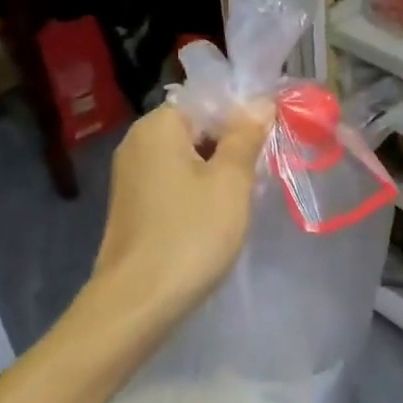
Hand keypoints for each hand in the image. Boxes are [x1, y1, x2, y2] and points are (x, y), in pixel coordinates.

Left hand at [91, 100, 272, 324]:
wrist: (137, 303)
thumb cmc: (190, 234)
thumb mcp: (230, 181)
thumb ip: (246, 136)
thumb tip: (260, 102)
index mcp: (158, 126)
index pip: (208, 100)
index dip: (243, 114)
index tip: (271, 138)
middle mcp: (138, 143)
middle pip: (197, 127)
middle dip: (232, 144)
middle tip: (263, 170)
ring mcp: (132, 177)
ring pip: (188, 157)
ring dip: (218, 170)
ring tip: (246, 194)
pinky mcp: (134, 206)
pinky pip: (175, 182)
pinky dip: (199, 190)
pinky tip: (218, 215)